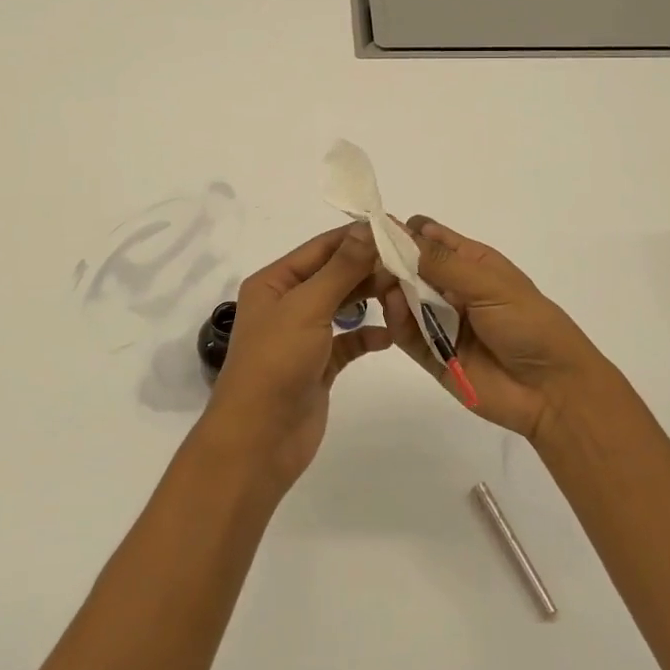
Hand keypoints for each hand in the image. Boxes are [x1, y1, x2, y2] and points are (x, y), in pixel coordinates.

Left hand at [203, 224, 392, 489]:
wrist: (258, 441)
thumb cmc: (276, 363)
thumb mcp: (307, 307)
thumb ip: (341, 268)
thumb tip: (367, 227)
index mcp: (275, 282)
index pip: (321, 247)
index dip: (357, 236)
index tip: (397, 228)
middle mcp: (288, 303)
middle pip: (334, 274)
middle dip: (369, 268)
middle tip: (411, 264)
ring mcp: (304, 335)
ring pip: (344, 305)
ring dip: (371, 298)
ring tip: (405, 293)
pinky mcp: (319, 365)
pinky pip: (349, 341)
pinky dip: (368, 336)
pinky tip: (391, 335)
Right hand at [381, 216, 608, 440]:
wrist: (553, 390)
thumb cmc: (528, 323)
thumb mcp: (488, 283)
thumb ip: (441, 262)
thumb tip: (399, 231)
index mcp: (470, 262)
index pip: (429, 237)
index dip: (404, 231)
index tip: (375, 229)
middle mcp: (451, 288)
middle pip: (408, 266)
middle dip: (389, 260)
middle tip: (368, 258)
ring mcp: (440, 321)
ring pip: (402, 298)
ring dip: (390, 288)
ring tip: (381, 283)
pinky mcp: (432, 355)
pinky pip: (406, 333)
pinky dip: (396, 320)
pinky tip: (394, 307)